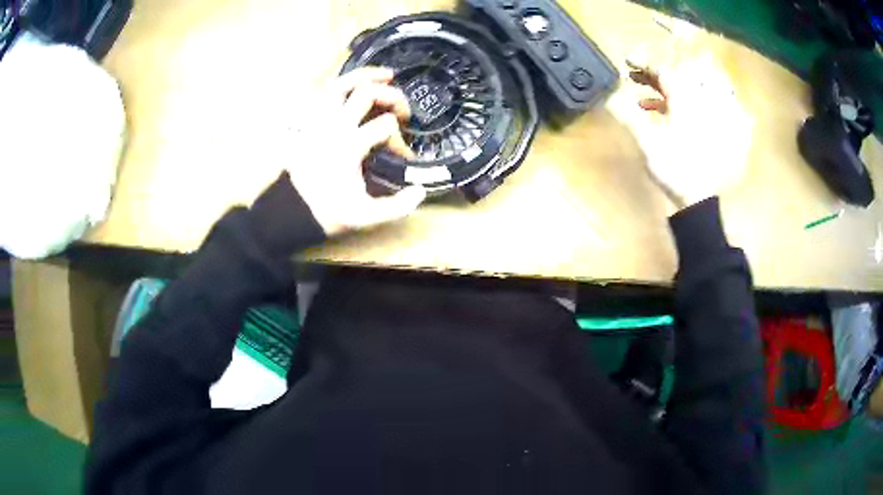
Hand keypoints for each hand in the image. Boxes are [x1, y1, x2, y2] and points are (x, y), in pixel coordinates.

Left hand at [287, 67, 424, 235]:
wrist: (292, 210)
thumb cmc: (328, 211)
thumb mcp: (364, 215)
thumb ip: (396, 207)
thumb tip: (420, 191)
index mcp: (349, 146)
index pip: (386, 126)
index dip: (401, 141)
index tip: (404, 156)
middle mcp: (334, 126)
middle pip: (368, 94)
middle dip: (393, 97)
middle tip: (404, 111)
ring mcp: (319, 120)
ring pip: (343, 83)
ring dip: (367, 76)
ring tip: (387, 75)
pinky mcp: (310, 121)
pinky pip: (325, 93)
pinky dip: (343, 83)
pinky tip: (356, 85)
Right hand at [623, 52, 751, 209]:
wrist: (699, 199)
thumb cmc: (674, 167)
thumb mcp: (647, 140)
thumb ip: (627, 114)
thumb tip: (608, 97)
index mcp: (685, 99)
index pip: (663, 71)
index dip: (643, 63)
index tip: (626, 60)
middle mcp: (699, 103)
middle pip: (676, 78)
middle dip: (653, 75)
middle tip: (634, 78)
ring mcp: (706, 117)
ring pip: (686, 93)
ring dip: (663, 91)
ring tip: (643, 96)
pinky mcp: (708, 132)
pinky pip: (693, 108)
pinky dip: (675, 107)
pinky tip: (661, 114)